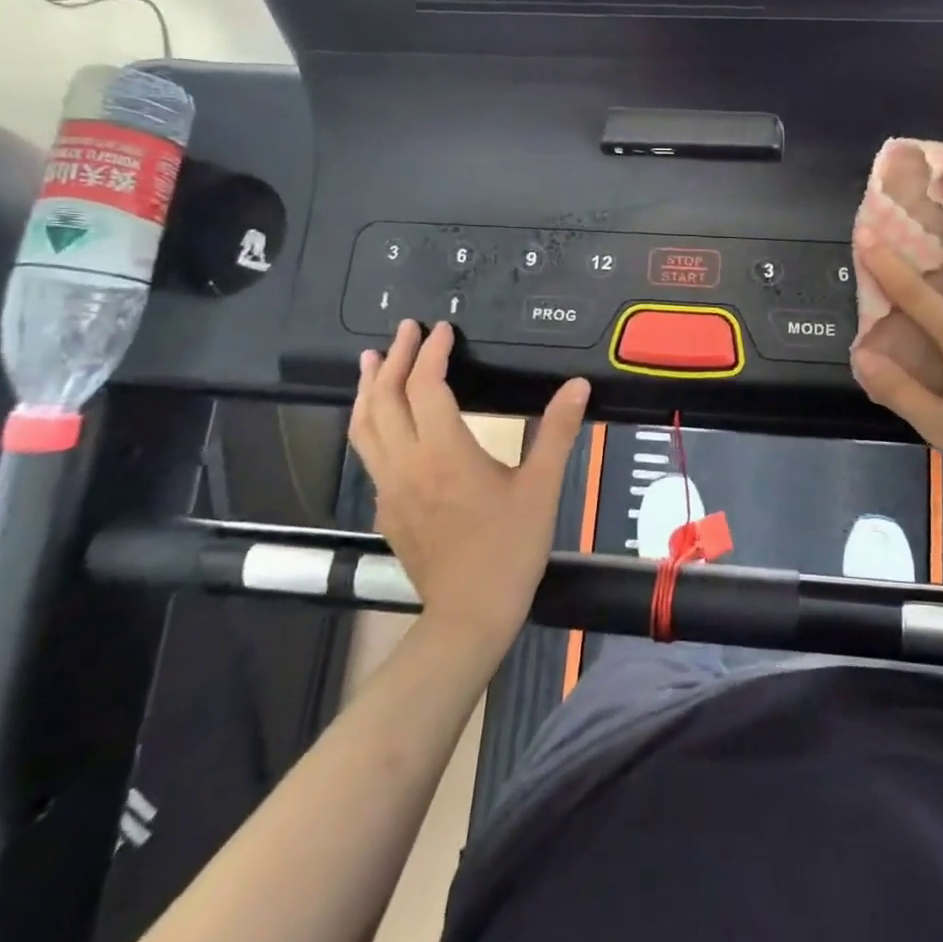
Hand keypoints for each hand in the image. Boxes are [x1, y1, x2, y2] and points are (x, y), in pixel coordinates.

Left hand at [348, 320, 589, 650]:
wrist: (471, 613)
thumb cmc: (510, 546)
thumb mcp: (542, 485)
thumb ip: (558, 430)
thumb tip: (578, 385)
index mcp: (444, 451)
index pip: (425, 386)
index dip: (431, 352)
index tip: (442, 328)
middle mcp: (406, 463)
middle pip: (384, 399)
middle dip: (395, 359)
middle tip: (406, 330)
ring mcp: (388, 487)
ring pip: (364, 427)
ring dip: (368, 389)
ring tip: (373, 361)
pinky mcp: (385, 508)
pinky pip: (369, 453)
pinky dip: (372, 422)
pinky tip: (385, 420)